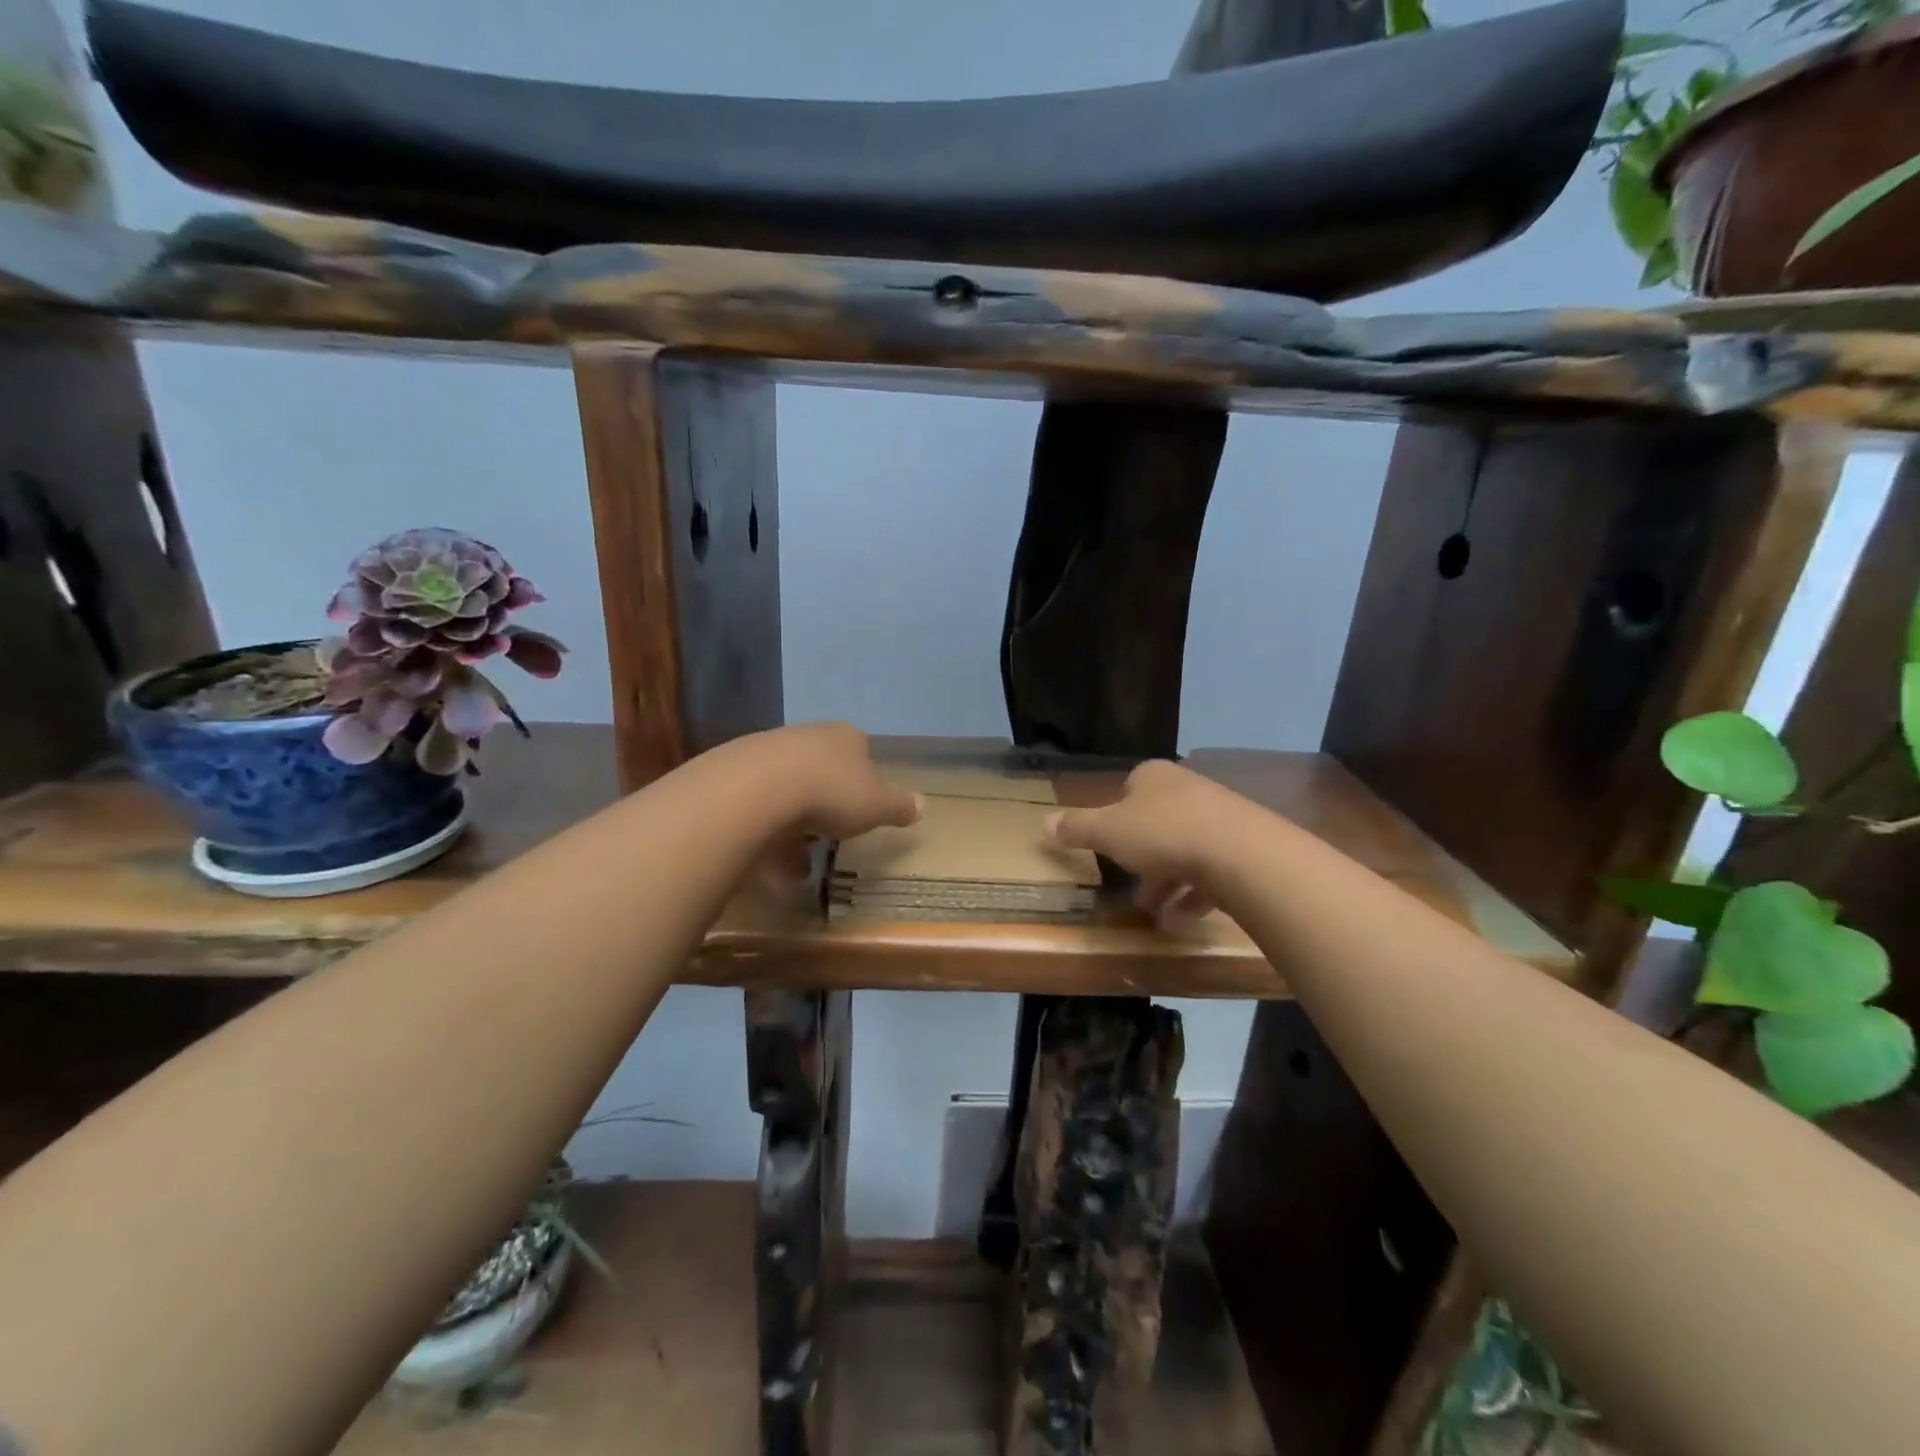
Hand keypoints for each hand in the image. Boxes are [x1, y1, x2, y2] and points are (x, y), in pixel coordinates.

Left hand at [745, 723, 920, 898]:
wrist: (759, 787)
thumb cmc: (832, 792)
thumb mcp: (878, 805)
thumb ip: (900, 806)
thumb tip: (923, 805)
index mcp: (846, 737)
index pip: (862, 751)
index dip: (864, 780)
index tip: (862, 808)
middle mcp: (808, 736)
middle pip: (822, 769)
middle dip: (826, 804)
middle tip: (829, 837)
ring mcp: (768, 750)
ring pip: (788, 789)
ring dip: (793, 826)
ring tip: (796, 865)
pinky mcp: (736, 771)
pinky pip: (758, 805)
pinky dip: (766, 833)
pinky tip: (767, 862)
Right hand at [1044, 760, 1235, 925]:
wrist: (1240, 853)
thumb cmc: (1162, 833)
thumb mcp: (1108, 832)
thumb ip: (1076, 828)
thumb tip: (1042, 823)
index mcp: (1154, 777)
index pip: (1130, 788)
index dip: (1116, 816)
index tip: (1108, 844)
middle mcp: (1188, 790)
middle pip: (1157, 822)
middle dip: (1141, 857)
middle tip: (1128, 886)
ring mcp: (1220, 818)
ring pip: (1185, 849)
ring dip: (1166, 882)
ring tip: (1152, 912)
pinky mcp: (1244, 848)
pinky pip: (1212, 872)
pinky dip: (1193, 896)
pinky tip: (1180, 920)